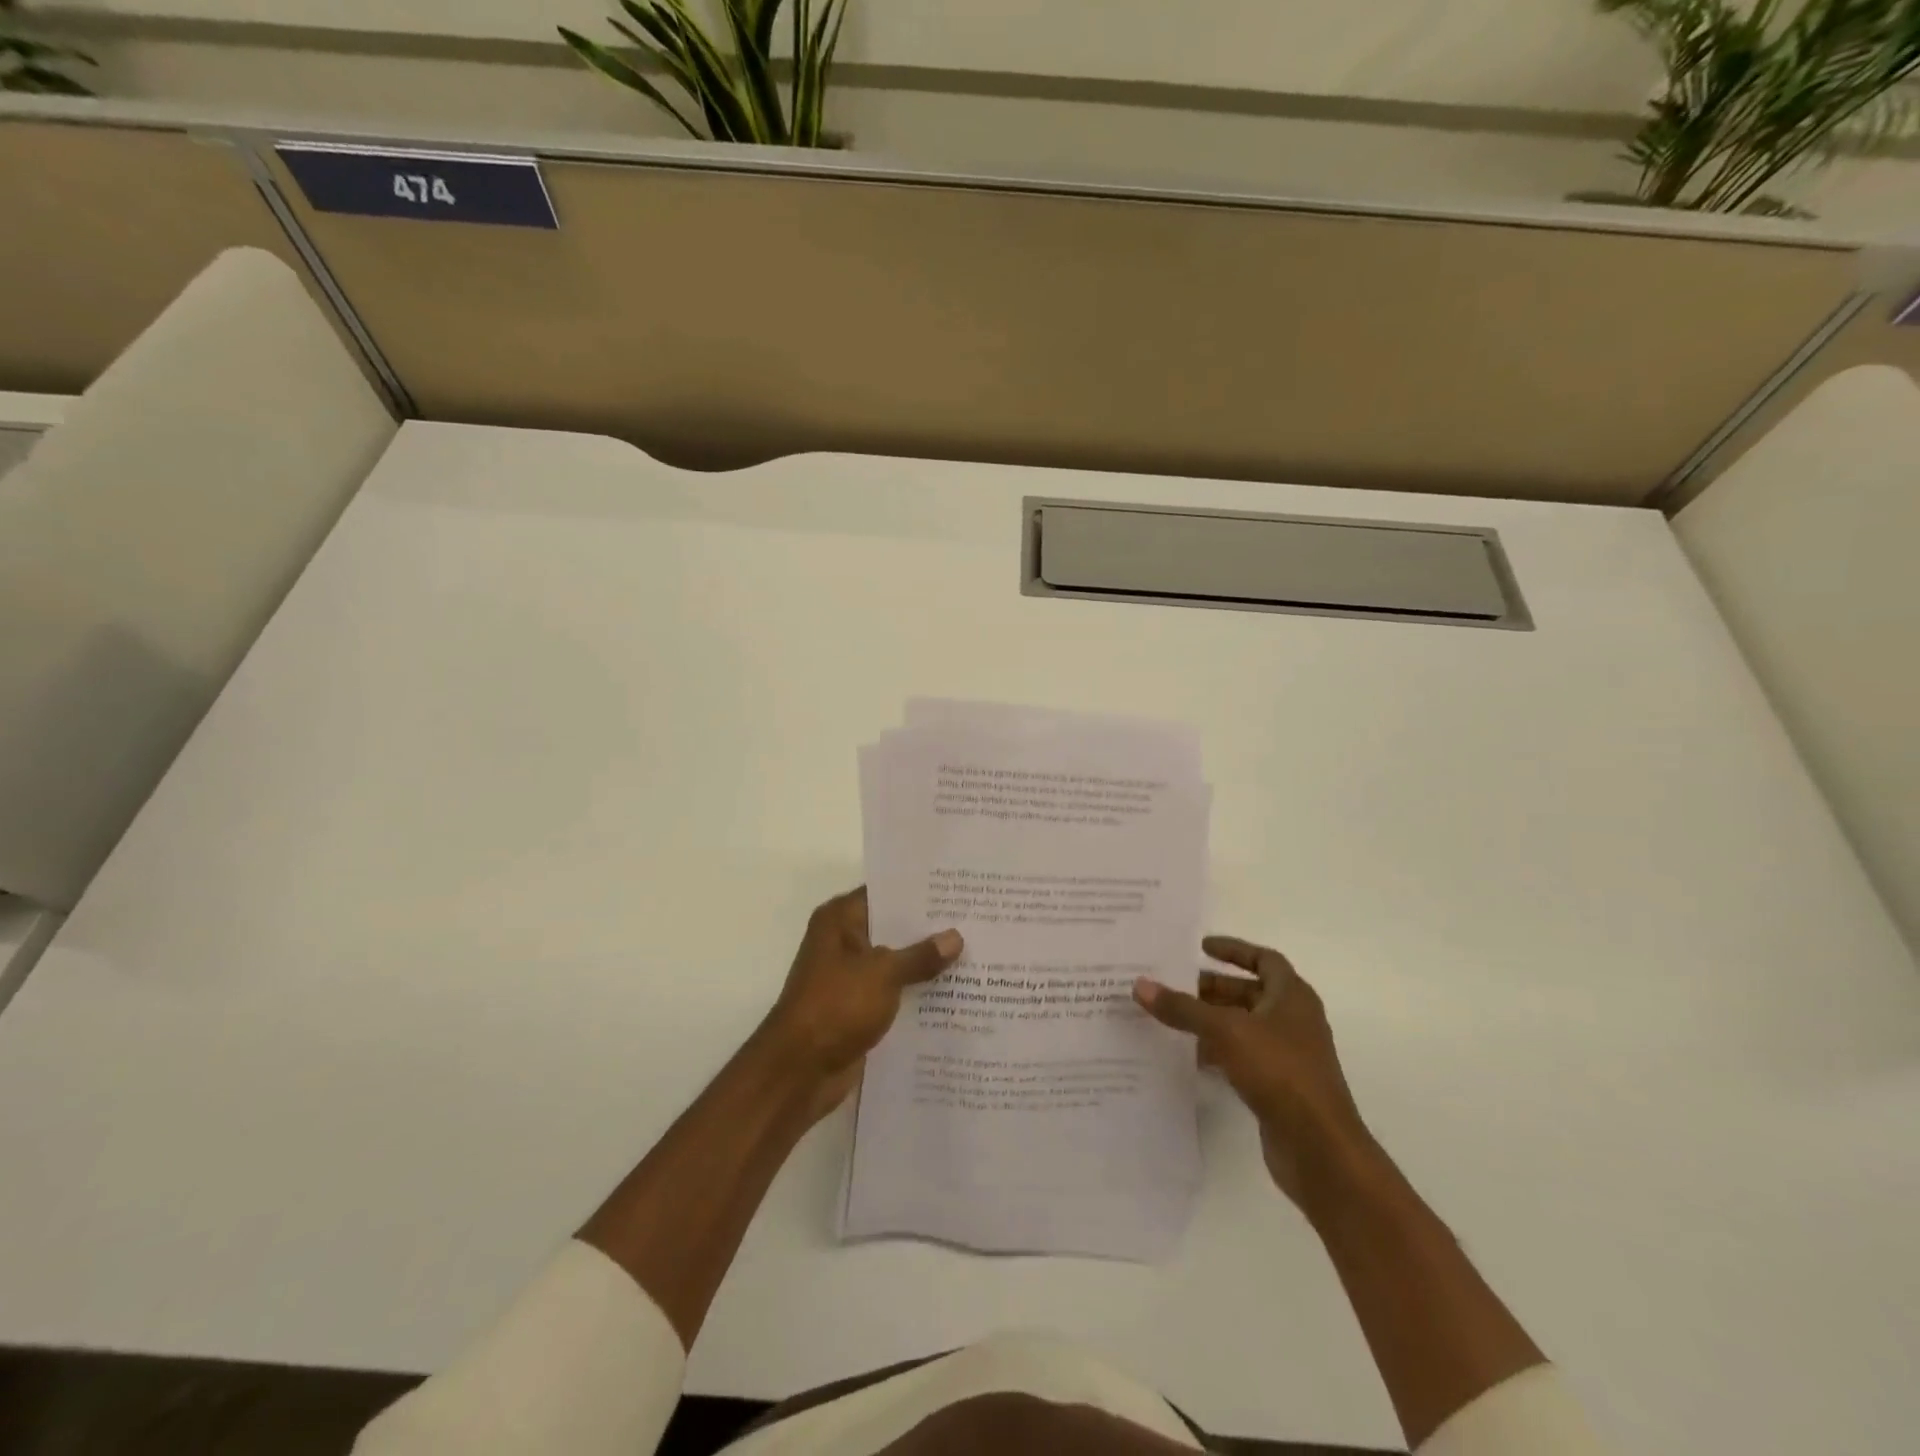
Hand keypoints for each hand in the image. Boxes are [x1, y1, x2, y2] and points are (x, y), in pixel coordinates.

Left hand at [762, 888, 962, 1121]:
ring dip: (925, 964)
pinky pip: (893, 991)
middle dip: (929, 929)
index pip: (885, 892)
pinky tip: (954, 993)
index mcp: (840, 920)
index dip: (919, 892)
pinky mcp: (857, 1007)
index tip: (957, 890)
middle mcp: (843, 941)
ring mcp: (850, 976)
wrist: (799, 1071)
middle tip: (974, 921)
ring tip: (974, 954)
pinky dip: (916, 992)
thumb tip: (955, 937)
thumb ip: (921, 955)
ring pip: (895, 961)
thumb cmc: (836, 1006)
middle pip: (892, 927)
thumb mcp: (883, 973)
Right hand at [1136, 937, 1369, 1208]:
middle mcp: (1293, 1020)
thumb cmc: (1279, 1072)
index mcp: (1292, 997)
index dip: (1234, 950)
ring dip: (1211, 1021)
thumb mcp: (1225, 1031)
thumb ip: (1182, 1008)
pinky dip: (1218, 1051)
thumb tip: (1140, 984)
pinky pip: (1242, 1057)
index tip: (1200, 947)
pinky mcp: (1278, 1087)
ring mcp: (1287, 1056)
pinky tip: (1190, 1057)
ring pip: (1243, 1026)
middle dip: (1212, 989)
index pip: (1264, 959)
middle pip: (1249, 993)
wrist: (1319, 1148)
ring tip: (1172, 1018)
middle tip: (1173, 985)